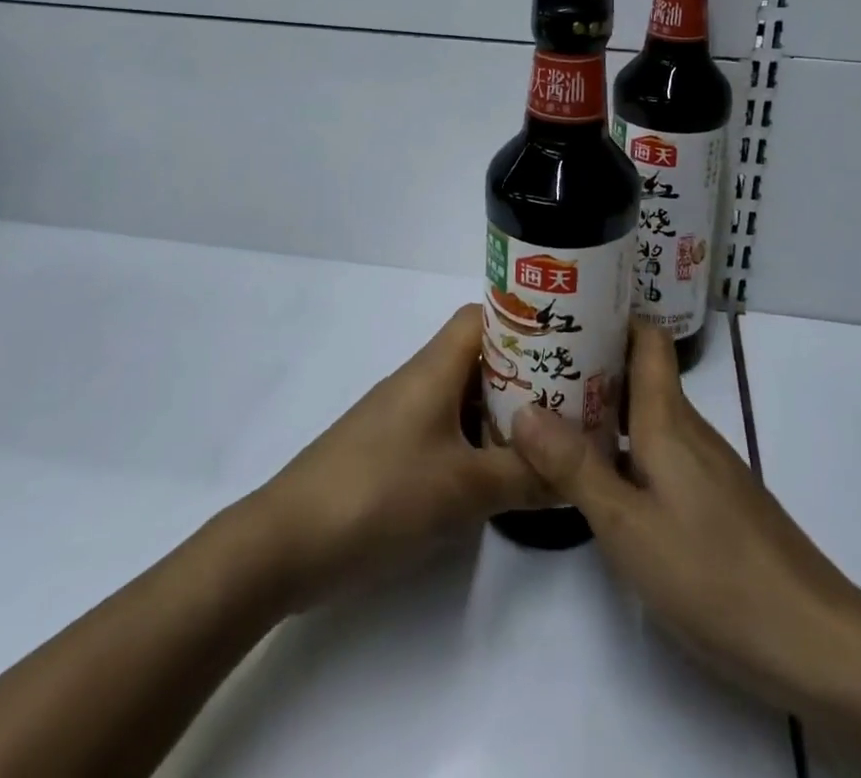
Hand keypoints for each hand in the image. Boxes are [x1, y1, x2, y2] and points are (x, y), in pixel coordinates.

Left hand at [244, 304, 545, 610]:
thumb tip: (575, 474)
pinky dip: (476, 441)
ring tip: (549, 436)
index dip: (525, 321)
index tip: (566, 341)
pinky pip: (446, 430)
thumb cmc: (380, 494)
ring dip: (502, 411)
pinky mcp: (391, 452)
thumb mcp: (464, 489)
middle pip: (480, 357)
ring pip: (464, 397)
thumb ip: (524, 478)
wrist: (286, 543)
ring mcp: (402, 417)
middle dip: (526, 372)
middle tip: (573, 396)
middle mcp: (419, 381)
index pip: (484, 316)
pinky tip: (499, 473)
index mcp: (434, 368)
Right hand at [510, 322, 860, 714]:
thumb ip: (575, 467)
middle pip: (639, 374)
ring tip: (551, 415)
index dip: (610, 316)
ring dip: (603, 409)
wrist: (813, 641)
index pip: (646, 338)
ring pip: (647, 416)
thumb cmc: (713, 573)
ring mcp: (704, 466)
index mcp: (668, 420)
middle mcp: (687, 430)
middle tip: (534, 367)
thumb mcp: (627, 525)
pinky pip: (659, 451)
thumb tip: (523, 409)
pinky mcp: (713, 500)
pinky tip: (599, 477)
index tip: (565, 311)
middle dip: (590, 364)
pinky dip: (624, 448)